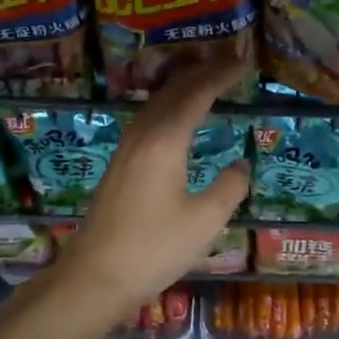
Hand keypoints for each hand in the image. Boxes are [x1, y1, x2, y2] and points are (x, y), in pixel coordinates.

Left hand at [55, 62, 251, 310]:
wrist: (94, 276)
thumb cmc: (153, 249)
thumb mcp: (205, 222)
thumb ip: (229, 188)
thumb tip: (241, 164)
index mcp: (164, 140)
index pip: (196, 94)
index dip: (221, 75)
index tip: (244, 61)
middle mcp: (143, 135)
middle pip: (173, 90)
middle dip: (202, 72)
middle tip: (230, 63)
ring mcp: (126, 148)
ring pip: (157, 103)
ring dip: (183, 87)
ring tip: (208, 80)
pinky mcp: (120, 164)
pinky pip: (149, 119)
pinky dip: (170, 106)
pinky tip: (178, 119)